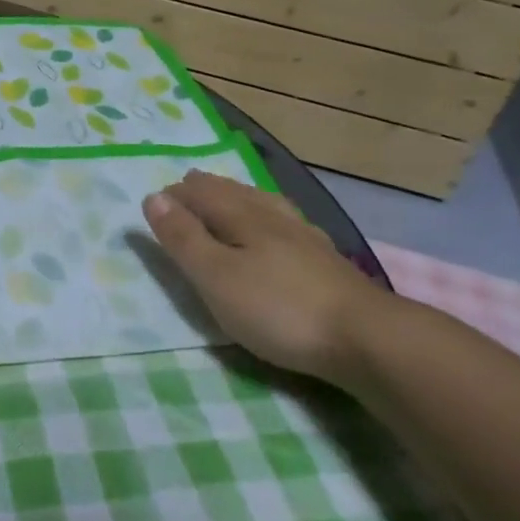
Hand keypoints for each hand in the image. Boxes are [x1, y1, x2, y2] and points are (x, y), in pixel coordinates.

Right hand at [143, 171, 390, 386]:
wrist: (366, 338)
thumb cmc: (278, 308)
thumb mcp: (215, 276)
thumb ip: (184, 238)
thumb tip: (154, 197)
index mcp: (243, 218)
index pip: (203, 195)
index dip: (178, 194)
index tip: (157, 197)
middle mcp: (274, 219)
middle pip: (236, 194)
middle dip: (209, 188)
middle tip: (190, 182)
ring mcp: (306, 239)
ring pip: (266, 205)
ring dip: (242, 197)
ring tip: (233, 195)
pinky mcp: (328, 263)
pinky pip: (289, 225)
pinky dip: (272, 217)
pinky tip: (283, 228)